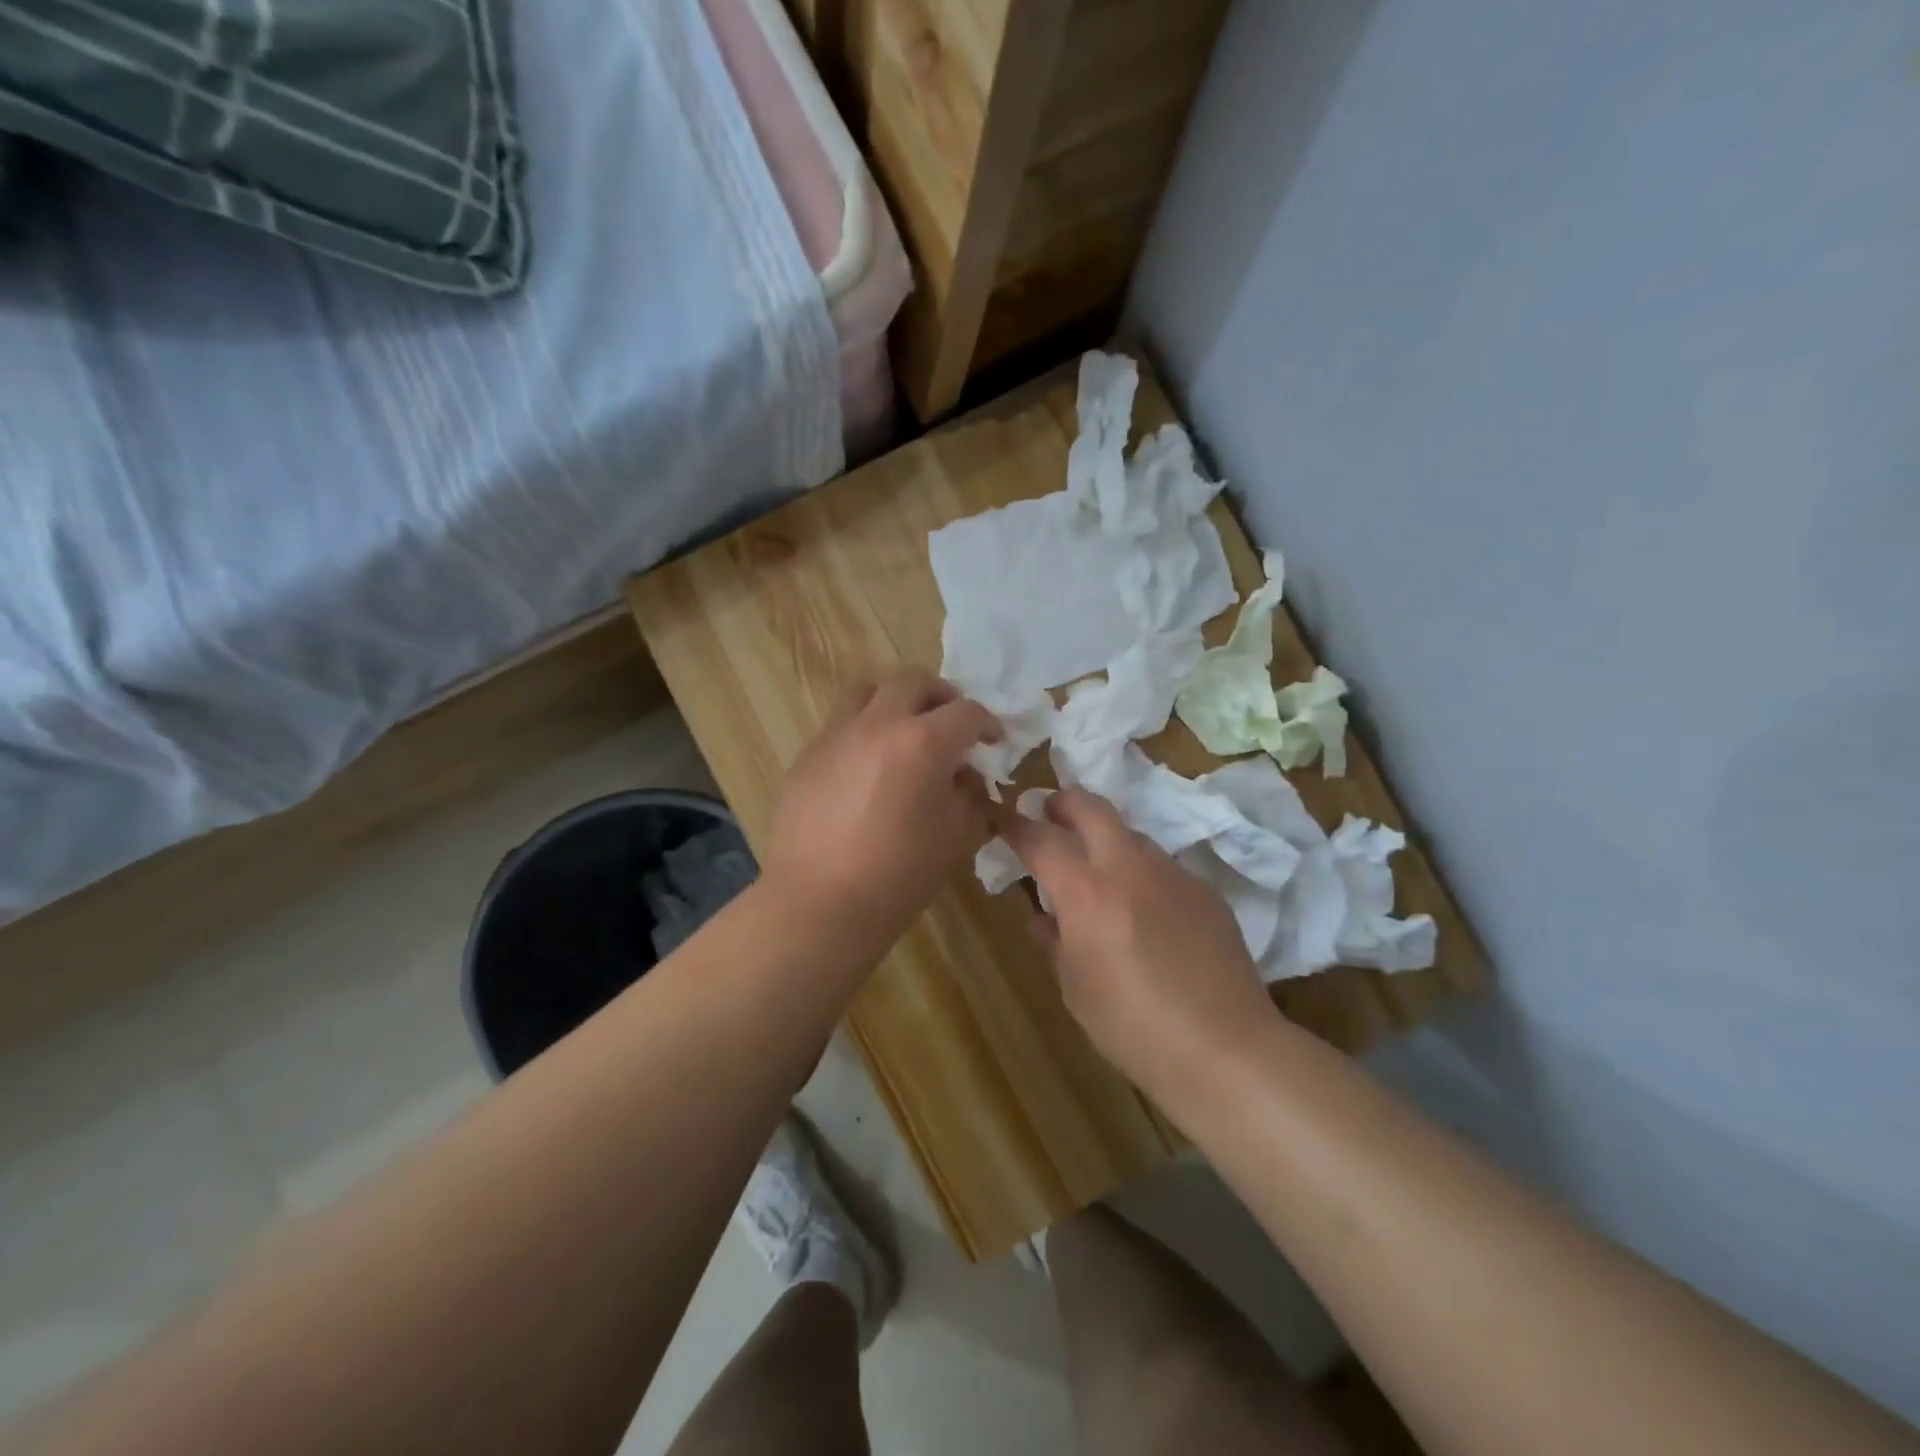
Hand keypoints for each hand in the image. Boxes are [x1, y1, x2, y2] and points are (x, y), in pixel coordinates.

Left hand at [763, 671, 999, 957]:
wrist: (819, 903)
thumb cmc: (899, 875)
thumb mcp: (955, 838)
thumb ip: (970, 797)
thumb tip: (966, 778)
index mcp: (924, 742)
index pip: (967, 713)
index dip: (988, 724)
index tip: (993, 741)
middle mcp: (879, 723)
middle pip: (914, 681)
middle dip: (941, 696)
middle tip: (950, 723)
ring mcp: (838, 734)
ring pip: (869, 689)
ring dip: (895, 698)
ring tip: (904, 727)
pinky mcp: (809, 753)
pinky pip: (841, 722)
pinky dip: (864, 727)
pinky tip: (868, 764)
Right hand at [1005, 790, 1279, 1095]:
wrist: (1224, 1048)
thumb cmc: (1132, 1026)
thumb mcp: (1075, 987)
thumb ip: (1053, 941)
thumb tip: (1042, 916)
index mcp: (1086, 892)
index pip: (1040, 839)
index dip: (1015, 825)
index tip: (1002, 819)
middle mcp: (1129, 868)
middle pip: (1092, 807)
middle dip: (1064, 803)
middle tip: (1050, 813)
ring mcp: (1173, 874)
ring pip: (1131, 835)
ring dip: (1107, 842)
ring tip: (1100, 875)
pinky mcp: (1205, 890)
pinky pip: (1162, 868)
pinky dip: (1142, 876)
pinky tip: (1147, 914)